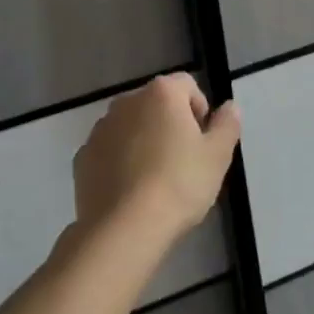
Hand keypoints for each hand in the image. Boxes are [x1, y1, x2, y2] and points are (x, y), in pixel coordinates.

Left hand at [73, 74, 239, 245]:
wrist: (124, 229)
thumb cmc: (179, 184)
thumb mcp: (217, 156)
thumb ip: (227, 125)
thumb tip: (230, 107)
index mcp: (161, 93)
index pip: (187, 85)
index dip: (199, 109)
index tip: (203, 141)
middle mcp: (127, 102)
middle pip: (156, 104)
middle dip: (170, 124)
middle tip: (183, 161)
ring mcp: (100, 129)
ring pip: (130, 127)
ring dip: (143, 141)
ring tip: (156, 179)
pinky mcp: (82, 158)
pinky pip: (109, 151)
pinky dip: (120, 162)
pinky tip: (131, 192)